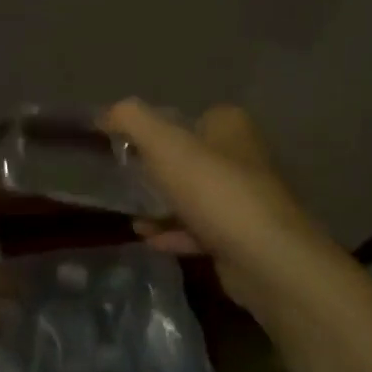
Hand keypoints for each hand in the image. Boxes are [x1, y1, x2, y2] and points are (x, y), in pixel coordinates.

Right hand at [102, 100, 337, 316]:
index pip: (187, 116)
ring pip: (194, 196)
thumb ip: (132, 120)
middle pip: (189, 157)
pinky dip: (174, 233)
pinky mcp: (242, 236)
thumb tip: (106, 112)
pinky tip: (148, 240)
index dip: (155, 128)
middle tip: (123, 179)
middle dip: (156, 170)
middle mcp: (242, 157)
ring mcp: (245, 199)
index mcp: (229, 126)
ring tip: (131, 214)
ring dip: (162, 205)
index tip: (123, 145)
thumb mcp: (164, 145)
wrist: (266, 260)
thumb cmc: (214, 191)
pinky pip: (200, 230)